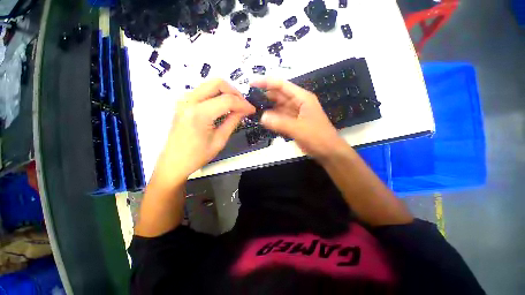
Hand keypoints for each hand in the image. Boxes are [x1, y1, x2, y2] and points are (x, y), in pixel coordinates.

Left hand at [152, 79, 255, 185]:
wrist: (174, 161)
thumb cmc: (197, 155)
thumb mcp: (220, 140)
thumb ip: (233, 121)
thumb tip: (245, 110)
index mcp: (199, 114)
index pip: (227, 100)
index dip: (243, 104)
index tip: (252, 110)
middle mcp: (189, 100)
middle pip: (217, 83)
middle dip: (234, 92)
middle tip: (243, 105)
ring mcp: (184, 99)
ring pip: (210, 85)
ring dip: (226, 93)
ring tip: (235, 106)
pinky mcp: (184, 102)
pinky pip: (204, 91)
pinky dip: (217, 95)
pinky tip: (223, 107)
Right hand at [251, 78, 347, 159]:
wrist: (328, 151)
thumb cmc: (318, 137)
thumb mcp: (299, 129)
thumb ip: (280, 123)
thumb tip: (262, 117)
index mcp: (302, 98)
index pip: (282, 85)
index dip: (266, 82)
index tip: (251, 84)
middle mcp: (298, 103)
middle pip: (278, 95)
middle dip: (265, 95)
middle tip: (248, 99)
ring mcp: (295, 113)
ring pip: (278, 107)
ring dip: (267, 107)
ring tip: (252, 108)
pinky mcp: (293, 123)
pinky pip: (280, 118)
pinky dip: (272, 118)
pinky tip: (262, 120)